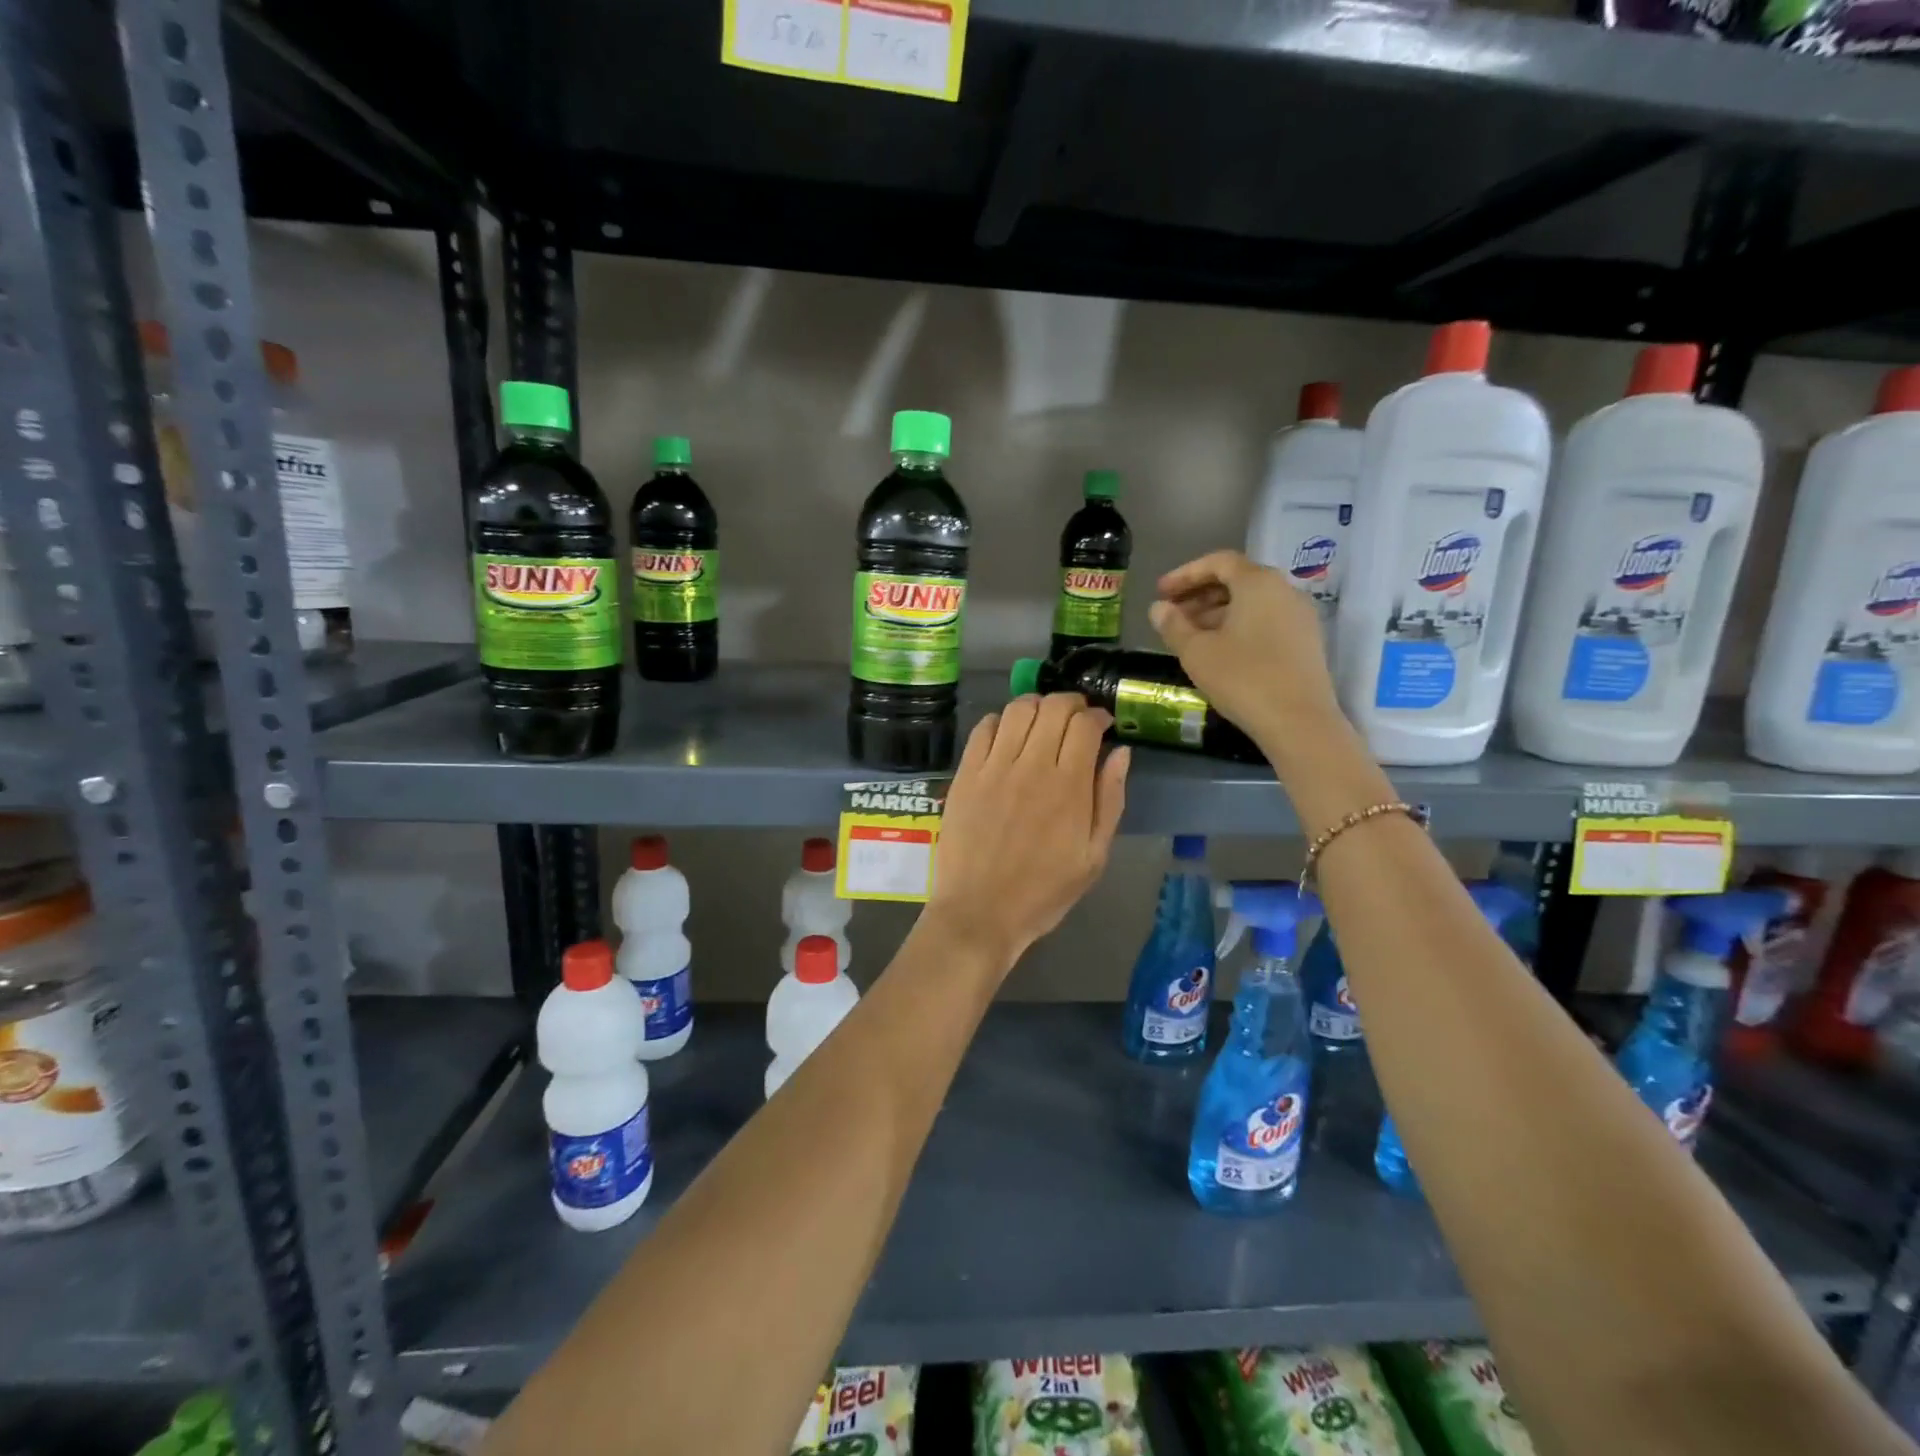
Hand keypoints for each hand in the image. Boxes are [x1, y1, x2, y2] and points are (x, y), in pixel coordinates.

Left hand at [927, 693, 1128, 972]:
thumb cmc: (1044, 891)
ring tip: (1043, 721)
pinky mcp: (965, 774)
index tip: (1102, 725)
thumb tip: (1120, 752)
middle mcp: (1031, 766)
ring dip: (1036, 705)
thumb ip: (1110, 799)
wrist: (980, 912)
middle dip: (1070, 703)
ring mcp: (994, 767)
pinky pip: (983, 729)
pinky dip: (1000, 721)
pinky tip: (1008, 735)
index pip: (1085, 725)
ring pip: (1017, 710)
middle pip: (1053, 708)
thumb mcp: (1093, 856)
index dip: (1097, 716)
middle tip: (1075, 718)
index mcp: (1069, 786)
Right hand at [1149, 550, 1342, 745]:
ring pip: (1252, 602)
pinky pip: (1266, 620)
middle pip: (1237, 580)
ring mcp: (1300, 616)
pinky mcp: (1306, 641)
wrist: (1298, 721)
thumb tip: (1158, 608)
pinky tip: (1219, 650)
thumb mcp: (1196, 652)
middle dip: (1200, 594)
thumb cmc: (1242, 678)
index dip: (1185, 574)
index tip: (1161, 592)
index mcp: (1258, 583)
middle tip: (1172, 613)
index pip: (1218, 562)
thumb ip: (1173, 625)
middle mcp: (1285, 590)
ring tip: (1190, 635)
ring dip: (1217, 612)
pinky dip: (1239, 626)